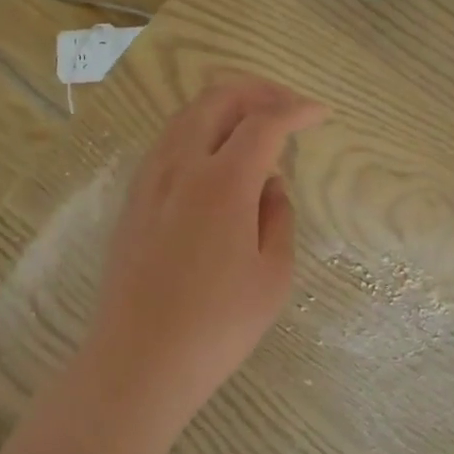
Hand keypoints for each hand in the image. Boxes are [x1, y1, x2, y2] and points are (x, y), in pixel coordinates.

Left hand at [80, 77, 326, 446]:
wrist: (137, 362)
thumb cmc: (216, 326)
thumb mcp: (273, 275)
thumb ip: (278, 217)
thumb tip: (269, 185)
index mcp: (222, 182)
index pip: (264, 123)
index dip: (297, 111)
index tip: (320, 114)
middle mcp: (181, 166)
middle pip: (217, 98)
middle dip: (258, 90)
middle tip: (288, 107)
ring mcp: (150, 180)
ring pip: (187, 114)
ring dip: (226, 106)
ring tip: (255, 125)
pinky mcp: (133, 199)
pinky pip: (169, 141)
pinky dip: (200, 129)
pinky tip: (217, 157)